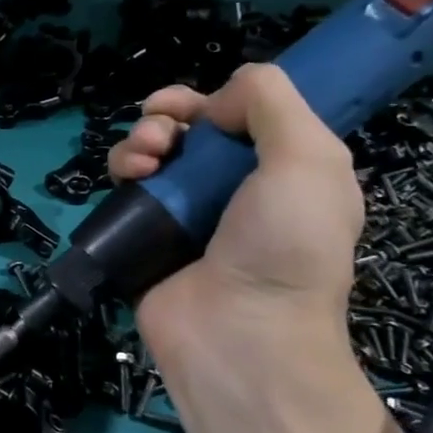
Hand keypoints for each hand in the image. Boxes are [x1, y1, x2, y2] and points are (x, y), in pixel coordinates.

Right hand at [110, 64, 362, 360]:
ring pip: (153, 148)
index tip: (206, 109)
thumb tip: (216, 101)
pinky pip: (125, 182)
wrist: (239, 333)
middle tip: (164, 126)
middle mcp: (232, 185)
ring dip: (143, 136)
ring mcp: (184, 209)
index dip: (218, 99)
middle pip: (191, 125)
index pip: (243, 114)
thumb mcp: (309, 160)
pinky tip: (130, 175)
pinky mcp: (143, 230)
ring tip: (146, 156)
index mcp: (282, 169)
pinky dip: (123, 166)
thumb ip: (272, 102)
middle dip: (171, 112)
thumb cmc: (285, 245)